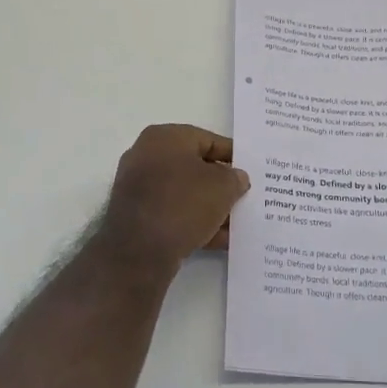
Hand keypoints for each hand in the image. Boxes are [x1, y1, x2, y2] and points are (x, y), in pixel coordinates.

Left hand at [98, 125, 250, 268]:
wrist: (139, 250)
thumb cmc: (183, 203)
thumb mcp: (222, 186)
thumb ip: (234, 178)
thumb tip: (236, 178)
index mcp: (164, 138)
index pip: (207, 140)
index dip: (232, 155)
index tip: (250, 169)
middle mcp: (146, 156)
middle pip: (194, 167)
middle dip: (221, 184)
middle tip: (244, 196)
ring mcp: (138, 188)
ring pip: (184, 193)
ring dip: (210, 207)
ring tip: (237, 223)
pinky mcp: (136, 217)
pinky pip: (173, 214)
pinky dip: (195, 223)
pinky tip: (220, 240)